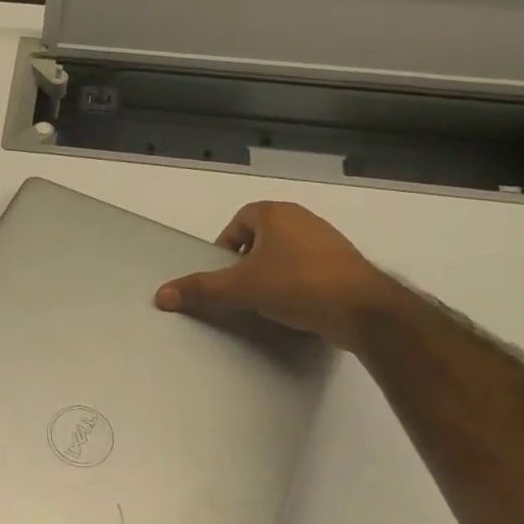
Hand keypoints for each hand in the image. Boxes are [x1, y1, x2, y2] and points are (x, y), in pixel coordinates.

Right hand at [154, 201, 395, 351]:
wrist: (363, 310)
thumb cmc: (295, 286)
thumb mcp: (239, 289)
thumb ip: (199, 289)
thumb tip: (160, 295)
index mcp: (276, 214)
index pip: (239, 221)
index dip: (226, 245)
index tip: (225, 272)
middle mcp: (303, 218)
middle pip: (261, 235)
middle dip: (248, 260)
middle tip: (242, 287)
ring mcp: (328, 239)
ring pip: (286, 251)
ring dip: (272, 270)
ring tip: (268, 298)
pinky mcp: (346, 262)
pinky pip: (309, 266)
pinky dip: (297, 280)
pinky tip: (296, 304)